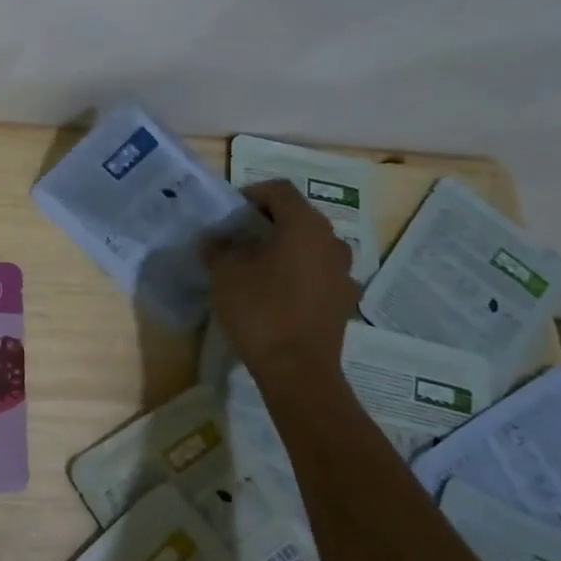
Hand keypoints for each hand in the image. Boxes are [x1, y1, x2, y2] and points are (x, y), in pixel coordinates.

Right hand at [202, 180, 357, 384]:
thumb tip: (215, 241)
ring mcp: (343, 272)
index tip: (230, 213)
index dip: (252, 194)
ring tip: (257, 266)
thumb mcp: (225, 273)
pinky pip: (318, 273)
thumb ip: (218, 248)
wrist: (297, 369)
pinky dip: (298, 273)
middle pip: (298, 217)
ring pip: (310, 246)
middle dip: (268, 222)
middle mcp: (332, 242)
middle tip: (239, 237)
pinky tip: (277, 293)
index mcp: (305, 226)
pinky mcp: (344, 300)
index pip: (279, 191)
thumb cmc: (260, 310)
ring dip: (285, 248)